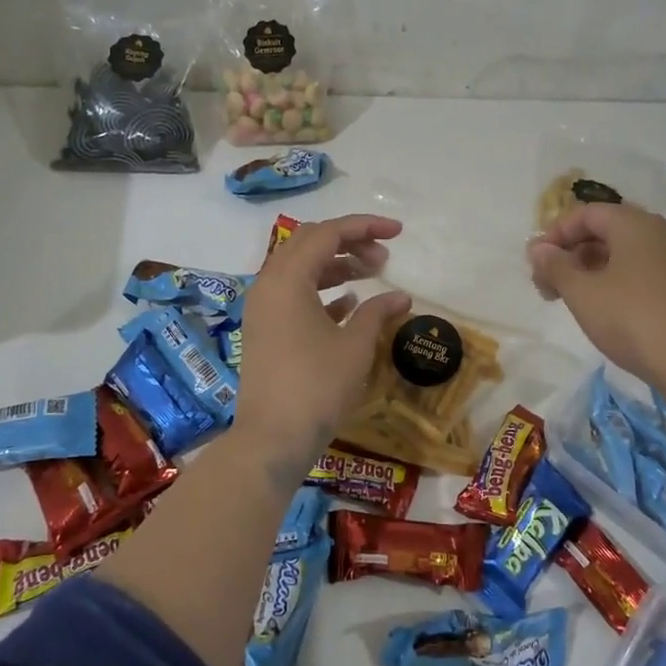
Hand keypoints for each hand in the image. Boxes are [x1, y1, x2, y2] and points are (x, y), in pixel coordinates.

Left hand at [234, 214, 412, 476]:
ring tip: (372, 275)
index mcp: (287, 279)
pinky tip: (349, 303)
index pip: (328, 234)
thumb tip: (402, 297)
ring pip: (301, 268)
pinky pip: (293, 293)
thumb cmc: (317, 386)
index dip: (365, 227)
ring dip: (336, 265)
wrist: (272, 438)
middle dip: (349, 242)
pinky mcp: (264, 329)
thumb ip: (377, 312)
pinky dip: (321, 290)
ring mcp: (263, 307)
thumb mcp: (355, 346)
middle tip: (384, 257)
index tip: (398, 233)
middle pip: (309, 244)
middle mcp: (269, 284)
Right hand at [528, 204, 665, 405]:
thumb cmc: (633, 318)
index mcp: (633, 223)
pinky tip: (602, 312)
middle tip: (546, 286)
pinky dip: (613, 285)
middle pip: (603, 232)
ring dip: (589, 272)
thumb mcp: (582, 292)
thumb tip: (539, 248)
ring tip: (569, 301)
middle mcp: (656, 234)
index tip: (535, 263)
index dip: (555, 234)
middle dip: (570, 255)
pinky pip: (638, 274)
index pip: (585, 214)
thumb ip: (556, 266)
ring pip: (620, 255)